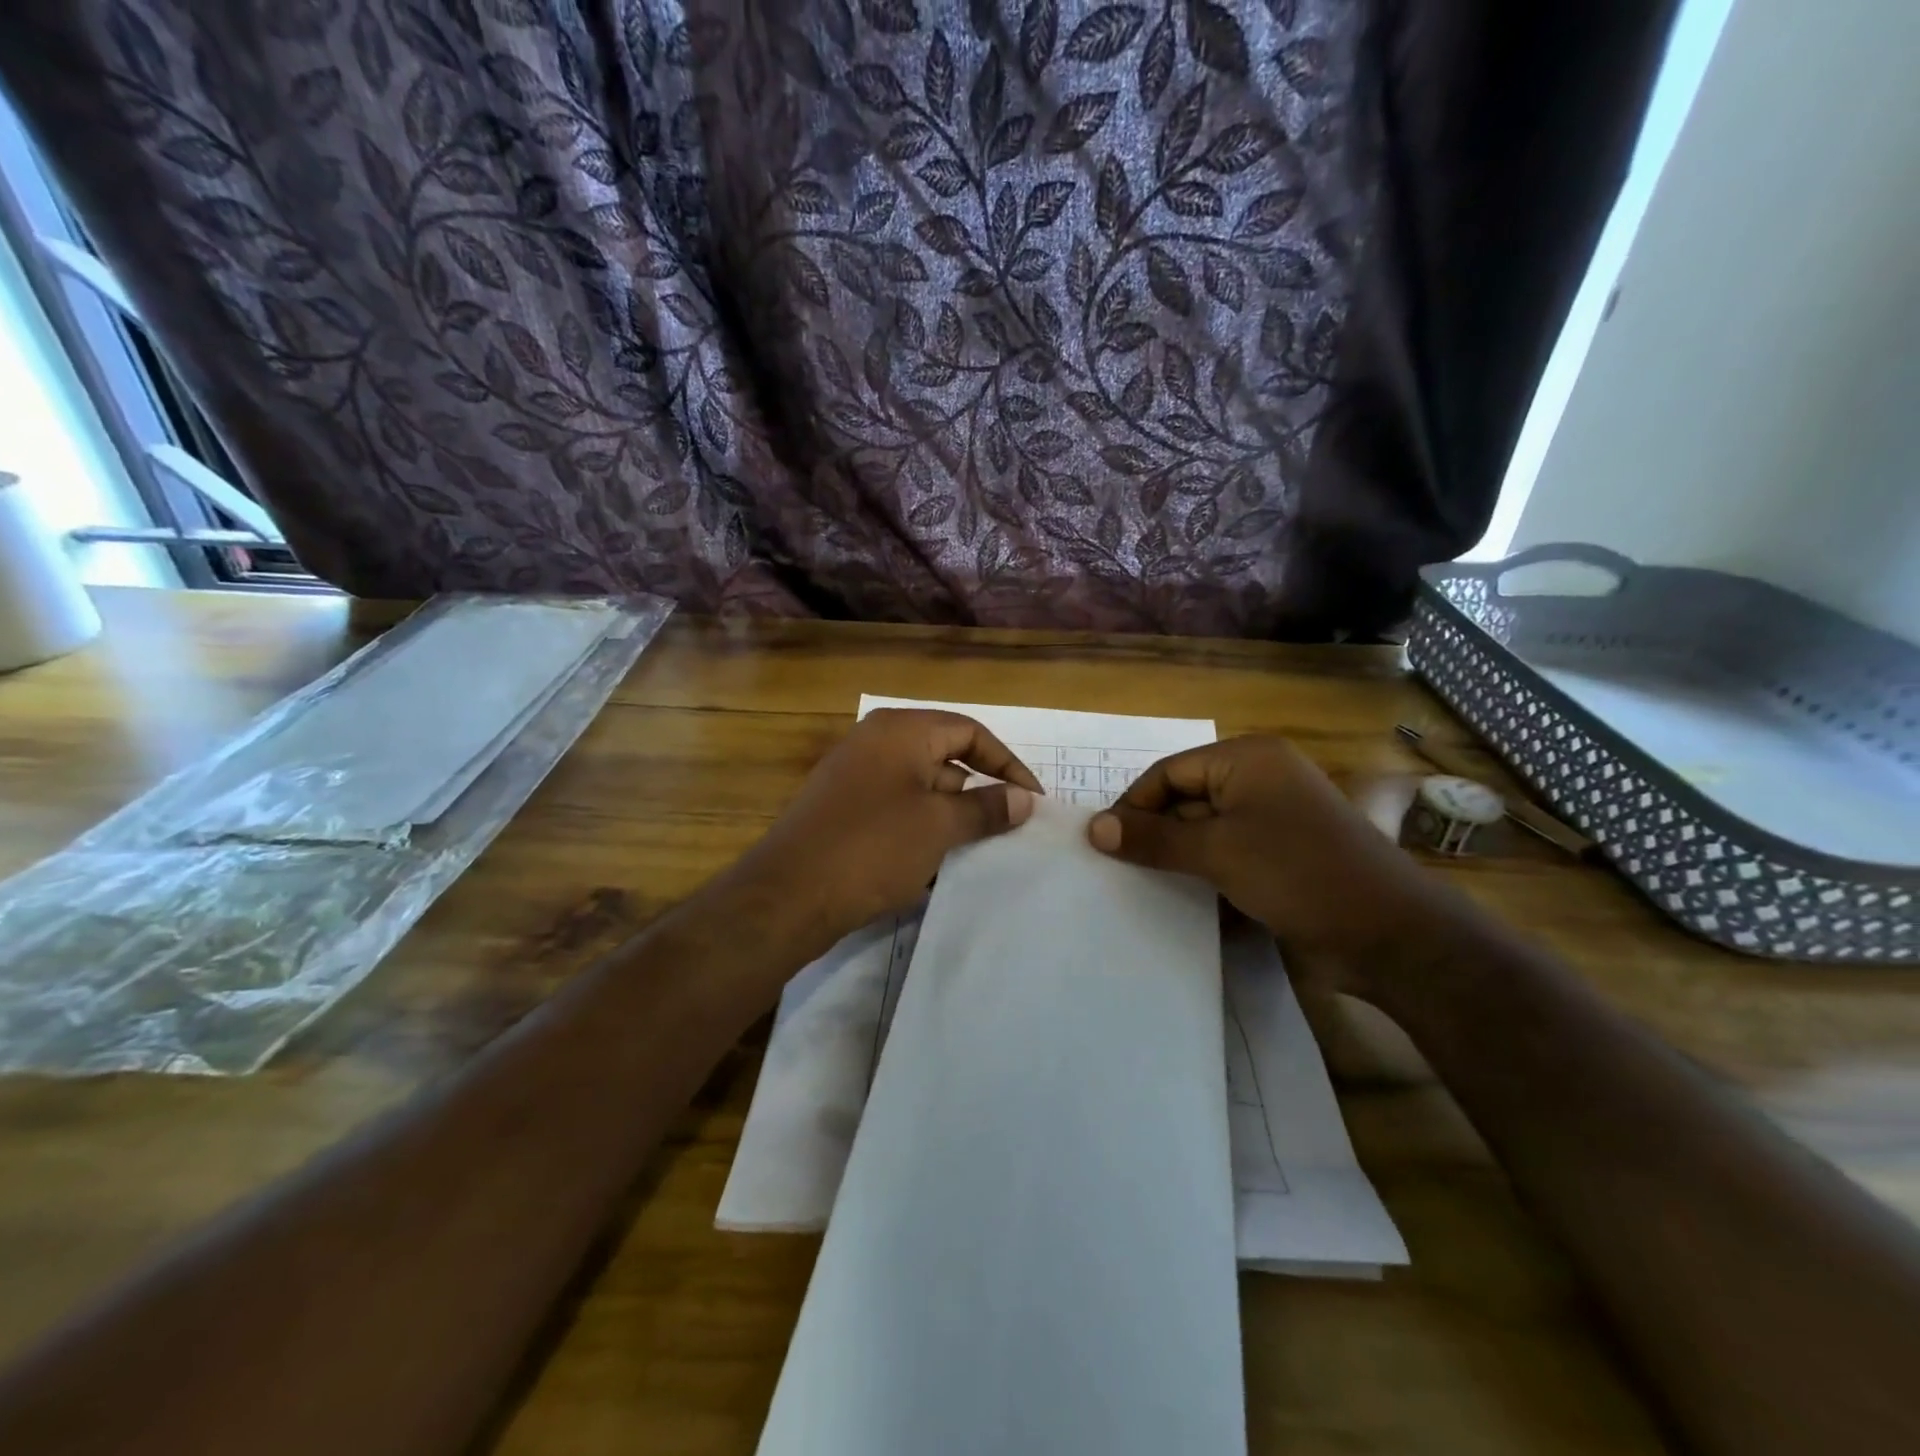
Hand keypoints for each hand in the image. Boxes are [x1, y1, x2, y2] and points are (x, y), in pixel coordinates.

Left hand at [725, 709, 1040, 959]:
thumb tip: (1024, 800)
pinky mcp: (843, 809)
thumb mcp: (939, 826)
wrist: (789, 895)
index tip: (1032, 800)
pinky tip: (937, 862)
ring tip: (979, 850)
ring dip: (952, 815)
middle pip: (945, 757)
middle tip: (1009, 828)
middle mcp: (876, 742)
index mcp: (901, 730)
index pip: (970, 731)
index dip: (1007, 763)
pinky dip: (922, 828)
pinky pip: (897, 809)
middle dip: (979, 792)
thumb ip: (985, 808)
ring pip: (921, 787)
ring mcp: (855, 776)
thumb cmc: (873, 847)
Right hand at [1086, 736, 1464, 994]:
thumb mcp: (1217, 852)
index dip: (1133, 806)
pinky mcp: (1281, 856)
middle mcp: (1260, 780)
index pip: (1169, 773)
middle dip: (1154, 833)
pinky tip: (1180, 898)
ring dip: (1176, 857)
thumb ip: (1152, 839)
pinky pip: (1227, 854)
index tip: (1103, 845)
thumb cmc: (1298, 873)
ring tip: (1140, 885)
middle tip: (1117, 868)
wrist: (1390, 934)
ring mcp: (1273, 819)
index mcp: (1247, 759)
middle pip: (1185, 799)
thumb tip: (1093, 829)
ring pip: (1205, 831)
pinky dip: (1204, 872)